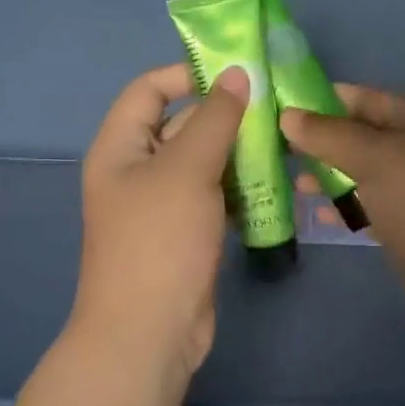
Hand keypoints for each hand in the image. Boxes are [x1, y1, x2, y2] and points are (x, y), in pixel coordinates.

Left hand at [69, 62, 249, 388]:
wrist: (150, 332)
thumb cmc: (159, 241)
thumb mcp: (187, 170)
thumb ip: (214, 119)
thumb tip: (237, 74)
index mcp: (120, 147)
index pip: (148, 90)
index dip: (187, 75)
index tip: (236, 73)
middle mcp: (137, 170)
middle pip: (181, 125)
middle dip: (224, 115)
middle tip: (275, 108)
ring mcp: (162, 204)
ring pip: (203, 163)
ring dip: (238, 152)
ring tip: (284, 141)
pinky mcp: (186, 233)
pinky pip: (214, 195)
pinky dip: (239, 187)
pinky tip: (275, 182)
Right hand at [283, 86, 404, 342]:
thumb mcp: (378, 159)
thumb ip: (331, 136)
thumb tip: (289, 116)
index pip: (367, 99)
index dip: (326, 99)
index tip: (282, 106)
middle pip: (362, 136)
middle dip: (321, 140)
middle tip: (276, 146)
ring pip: (362, 174)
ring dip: (327, 175)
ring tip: (290, 180)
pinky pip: (366, 208)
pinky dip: (341, 208)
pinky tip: (314, 214)